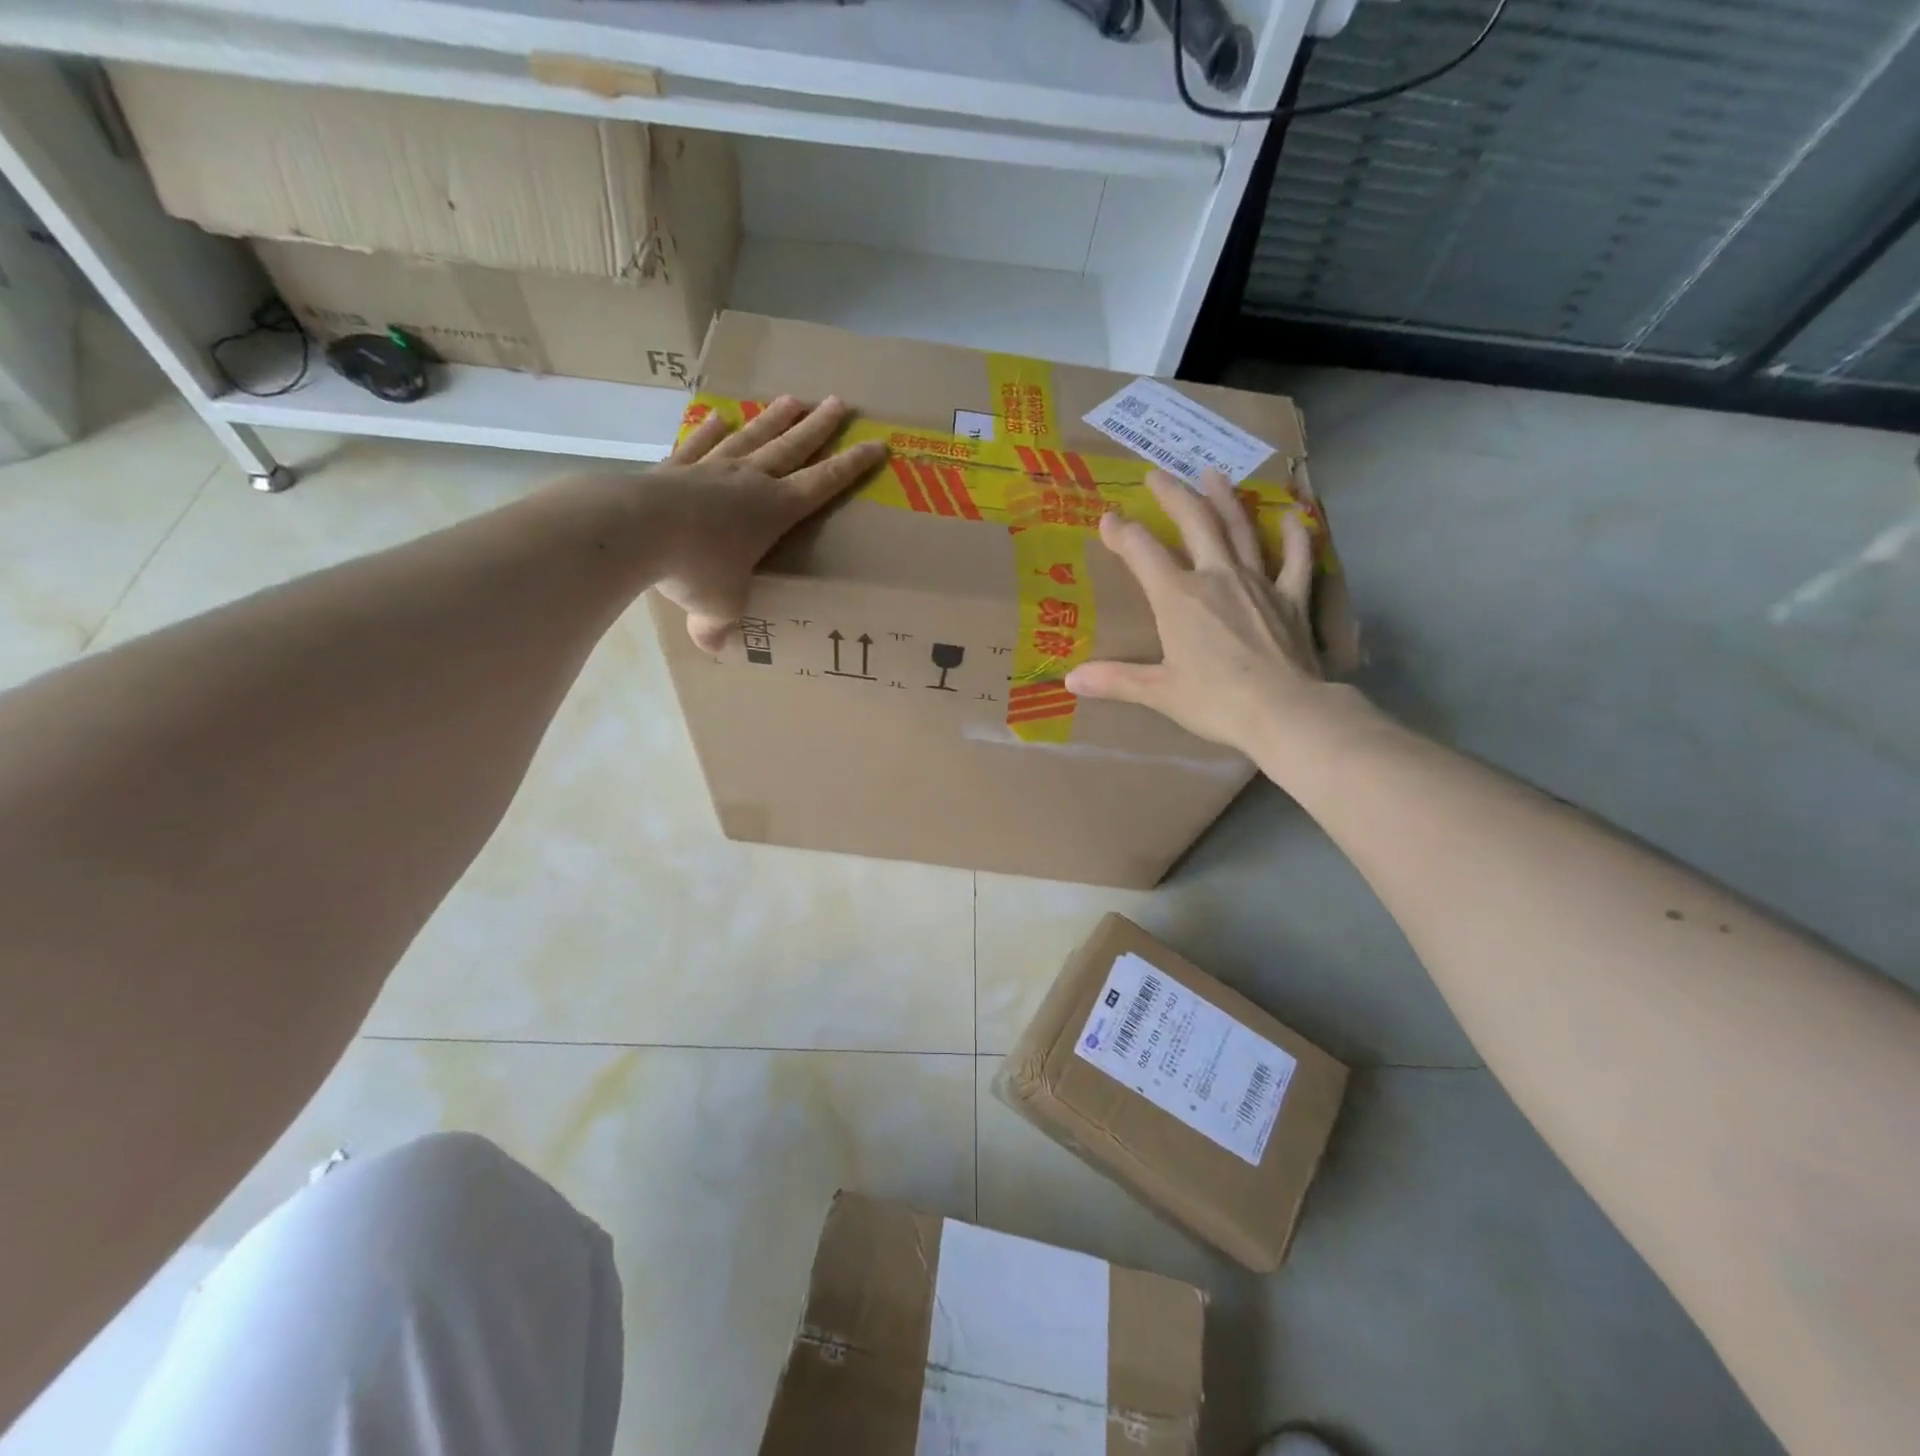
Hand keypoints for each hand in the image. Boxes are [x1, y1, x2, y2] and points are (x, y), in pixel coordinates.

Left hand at [647, 396, 886, 651]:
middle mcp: (749, 482)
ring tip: (793, 399)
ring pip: (752, 438)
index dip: (851, 466)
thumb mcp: (718, 606)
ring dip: (774, 419)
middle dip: (819, 427)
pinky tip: (720, 418)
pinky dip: (711, 431)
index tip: (875, 444)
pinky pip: (699, 445)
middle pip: (792, 449)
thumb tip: (711, 647)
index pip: (822, 484)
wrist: (635, 528)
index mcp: (774, 511)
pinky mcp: (675, 469)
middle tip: (840, 403)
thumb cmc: (695, 568)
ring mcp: (711, 470)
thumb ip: (718, 625)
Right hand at [1065, 469, 1328, 755]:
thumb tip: (1070, 680)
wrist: (1284, 712)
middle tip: (1157, 474)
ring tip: (1213, 473)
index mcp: (1178, 598)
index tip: (1108, 518)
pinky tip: (1290, 516)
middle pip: (1195, 523)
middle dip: (1173, 495)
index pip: (1143, 552)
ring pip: (1239, 530)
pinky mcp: (1292, 598)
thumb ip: (1115, 681)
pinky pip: (1295, 558)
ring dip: (1225, 499)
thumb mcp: (1159, 693)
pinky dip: (1292, 536)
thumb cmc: (1216, 702)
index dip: (1122, 532)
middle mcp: (1217, 578)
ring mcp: (1259, 583)